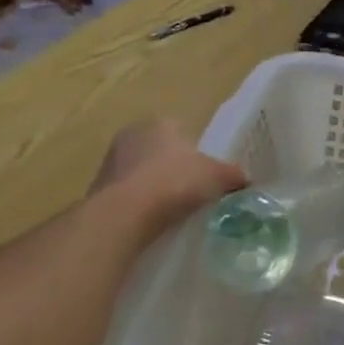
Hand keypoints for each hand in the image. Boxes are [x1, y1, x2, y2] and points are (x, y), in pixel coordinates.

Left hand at [93, 121, 246, 225]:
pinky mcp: (97, 190)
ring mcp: (110, 163)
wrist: (123, 214)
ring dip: (153, 187)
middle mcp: (131, 136)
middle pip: (159, 151)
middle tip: (191, 190)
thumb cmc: (174, 182)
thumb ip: (233, 175)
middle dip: (172, 168)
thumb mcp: (216, 177)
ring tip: (172, 209)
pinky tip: (152, 220)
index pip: (180, 130)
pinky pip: (127, 194)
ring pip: (141, 173)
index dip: (194, 151)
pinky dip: (139, 204)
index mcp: (159, 124)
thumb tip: (246, 178)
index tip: (203, 171)